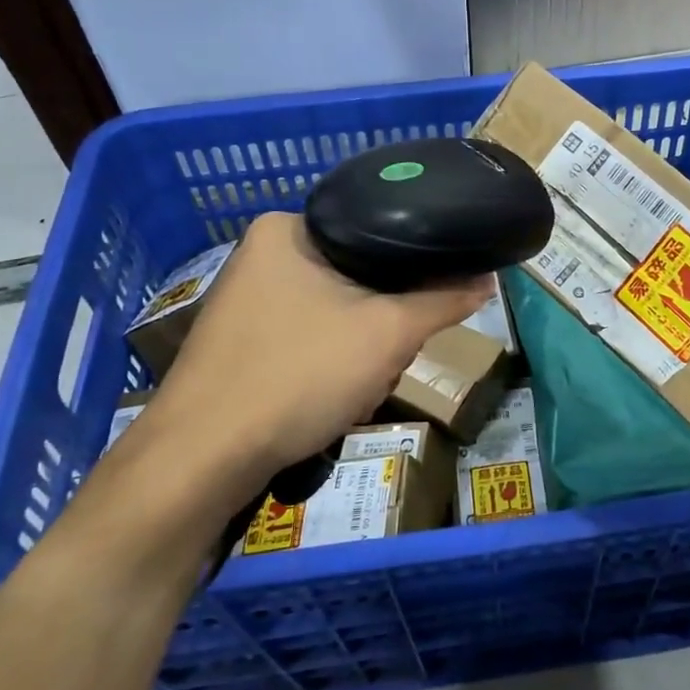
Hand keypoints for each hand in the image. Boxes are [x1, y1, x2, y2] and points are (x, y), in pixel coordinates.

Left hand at [145, 213, 491, 508]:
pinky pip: (306, 342)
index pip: (376, 232)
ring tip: (353, 390)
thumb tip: (488, 278)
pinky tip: (324, 404)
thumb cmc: (297, 375)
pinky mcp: (239, 344)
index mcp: (286, 228)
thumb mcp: (387, 334)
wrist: (201, 460)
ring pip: (336, 316)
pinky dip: (325, 371)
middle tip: (382, 361)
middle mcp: (260, 255)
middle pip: (358, 279)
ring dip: (358, 355)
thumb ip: (442, 300)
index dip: (412, 273)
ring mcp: (244, 302)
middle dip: (380, 328)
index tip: (422, 312)